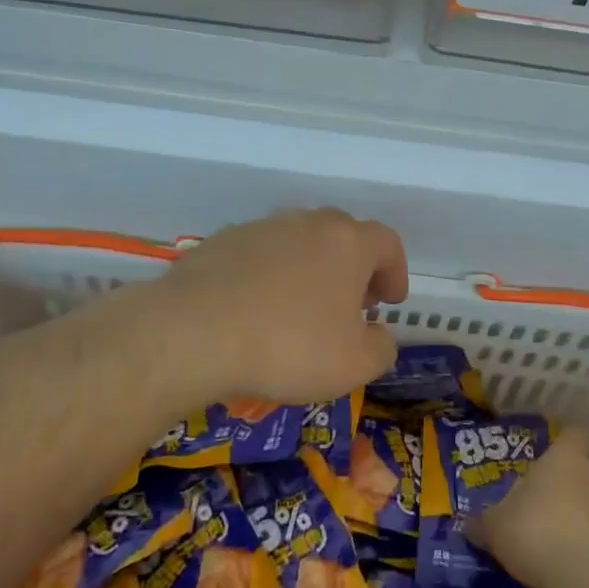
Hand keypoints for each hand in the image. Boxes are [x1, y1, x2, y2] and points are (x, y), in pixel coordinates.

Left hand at [152, 209, 408, 404]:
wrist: (194, 333)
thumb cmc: (289, 347)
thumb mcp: (354, 365)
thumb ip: (381, 348)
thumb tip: (377, 336)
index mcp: (348, 242)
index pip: (387, 243)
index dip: (395, 272)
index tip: (388, 303)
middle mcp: (307, 222)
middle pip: (342, 236)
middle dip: (352, 269)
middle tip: (348, 306)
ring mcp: (261, 227)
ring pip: (298, 242)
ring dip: (308, 270)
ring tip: (299, 311)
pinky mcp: (221, 241)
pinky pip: (259, 255)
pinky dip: (267, 276)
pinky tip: (255, 311)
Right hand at [472, 427, 588, 587]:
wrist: (583, 574)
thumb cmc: (533, 530)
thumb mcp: (494, 527)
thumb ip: (484, 522)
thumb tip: (468, 524)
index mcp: (565, 459)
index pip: (575, 434)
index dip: (569, 444)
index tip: (559, 458)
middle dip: (581, 490)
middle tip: (560, 514)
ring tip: (580, 548)